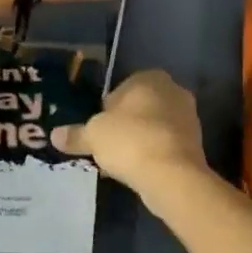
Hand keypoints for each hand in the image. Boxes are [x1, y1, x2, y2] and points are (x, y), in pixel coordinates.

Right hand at [51, 70, 208, 199]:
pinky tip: (138, 171)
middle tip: (106, 146)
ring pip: (154, 127)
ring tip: (120, 163)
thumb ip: (75, 134)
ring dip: (139, 140)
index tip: (97, 129)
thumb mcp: (93, 136)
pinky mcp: (196, 144)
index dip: (106, 110)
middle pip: (139, 108)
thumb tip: (55, 135)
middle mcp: (173, 91)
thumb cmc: (130, 141)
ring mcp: (188, 117)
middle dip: (125, 124)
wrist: (171, 175)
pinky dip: (152, 155)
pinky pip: (165, 145)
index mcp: (150, 77)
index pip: (121, 89)